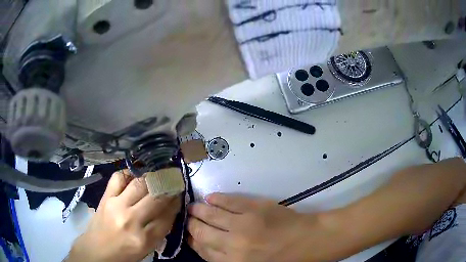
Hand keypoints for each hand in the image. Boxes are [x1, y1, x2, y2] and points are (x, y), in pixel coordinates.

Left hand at [67, 170, 180, 261]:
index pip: (167, 216)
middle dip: (169, 185)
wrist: (96, 250)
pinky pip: (119, 177)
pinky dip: (129, 172)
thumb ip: (160, 230)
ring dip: (153, 176)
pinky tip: (136, 173)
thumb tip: (170, 208)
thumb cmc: (124, 253)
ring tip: (159, 172)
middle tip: (174, 177)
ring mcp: (116, 206)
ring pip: (140, 184)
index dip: (176, 202)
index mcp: (144, 239)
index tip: (179, 194)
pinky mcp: (105, 197)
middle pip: (156, 197)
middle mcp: (131, 220)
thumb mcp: (147, 249)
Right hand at [187, 193, 311, 261]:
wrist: (308, 242)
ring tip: (193, 207)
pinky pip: (228, 202)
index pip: (202, 250)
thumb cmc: (281, 259)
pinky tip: (209, 198)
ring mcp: (243, 225)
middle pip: (201, 232)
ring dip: (198, 210)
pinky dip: (216, 199)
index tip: (187, 234)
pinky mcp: (255, 208)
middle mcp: (233, 246)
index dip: (192, 241)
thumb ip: (227, 259)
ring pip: (211, 215)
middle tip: (187, 219)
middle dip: (191, 224)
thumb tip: (206, 246)